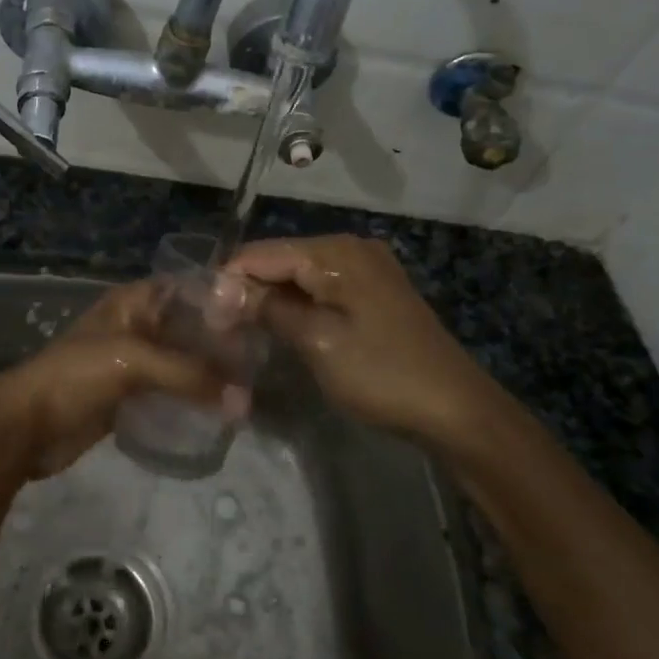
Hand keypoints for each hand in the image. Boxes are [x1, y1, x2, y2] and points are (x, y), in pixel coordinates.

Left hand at [0, 278, 250, 478]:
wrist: (26, 425)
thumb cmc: (76, 376)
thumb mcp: (134, 361)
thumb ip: (189, 376)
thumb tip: (244, 402)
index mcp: (132, 303)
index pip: (186, 289)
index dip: (219, 300)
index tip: (258, 317)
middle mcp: (135, 326)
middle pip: (186, 328)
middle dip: (219, 344)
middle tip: (262, 362)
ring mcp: (130, 363)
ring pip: (179, 362)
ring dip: (207, 375)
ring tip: (248, 389)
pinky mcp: (127, 397)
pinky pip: (168, 393)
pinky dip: (190, 400)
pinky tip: (218, 411)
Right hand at [224, 235, 515, 462]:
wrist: (456, 409)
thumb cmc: (381, 373)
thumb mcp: (317, 341)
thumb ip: (267, 308)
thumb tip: (220, 288)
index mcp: (336, 252)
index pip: (262, 253)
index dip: (228, 280)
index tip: (202, 316)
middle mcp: (350, 248)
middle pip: (280, 260)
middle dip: (247, 289)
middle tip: (219, 328)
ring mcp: (366, 269)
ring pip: (299, 276)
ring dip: (269, 299)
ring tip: (240, 330)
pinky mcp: (373, 292)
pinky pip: (321, 288)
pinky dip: (296, 305)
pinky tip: (279, 327)